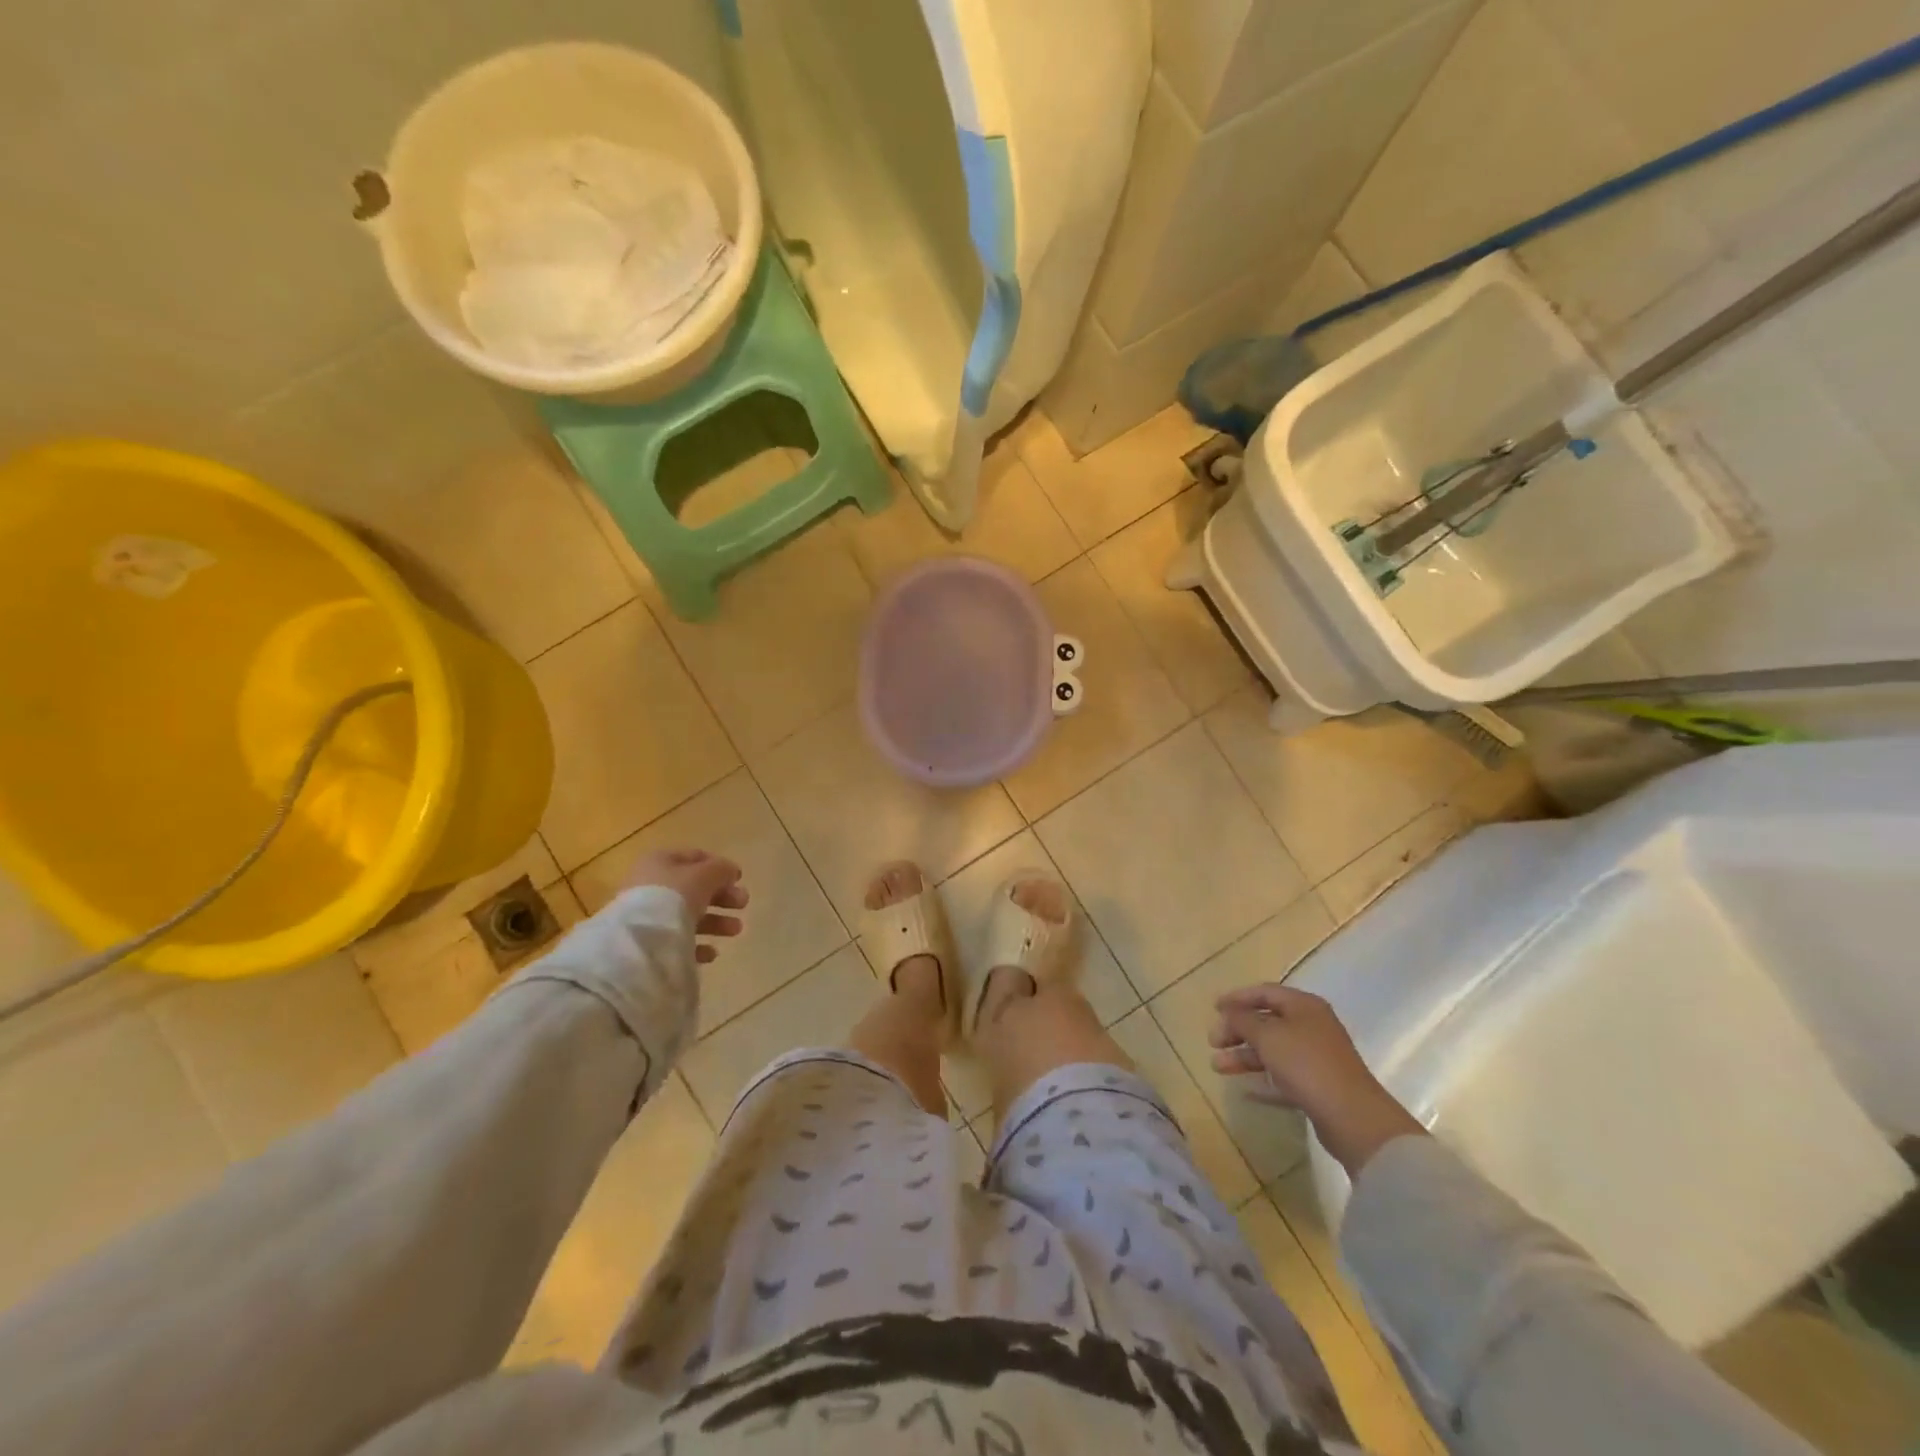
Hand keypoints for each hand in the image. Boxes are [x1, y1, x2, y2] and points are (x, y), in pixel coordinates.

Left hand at [623, 849, 748, 963]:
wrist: (640, 940)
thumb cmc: (674, 896)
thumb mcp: (705, 875)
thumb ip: (721, 870)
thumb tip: (731, 871)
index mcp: (660, 861)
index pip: (694, 857)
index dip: (719, 865)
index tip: (739, 879)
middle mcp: (651, 886)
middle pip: (693, 888)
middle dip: (722, 896)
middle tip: (743, 904)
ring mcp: (648, 916)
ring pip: (688, 915)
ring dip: (716, 921)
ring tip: (736, 930)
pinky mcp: (648, 944)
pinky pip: (678, 941)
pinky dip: (698, 944)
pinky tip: (711, 952)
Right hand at [1210, 984, 1424, 1175]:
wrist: (1352, 1117)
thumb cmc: (1307, 1064)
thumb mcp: (1268, 1036)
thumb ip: (1243, 1020)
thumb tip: (1229, 1012)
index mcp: (1304, 1006)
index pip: (1265, 992)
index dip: (1237, 997)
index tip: (1213, 1008)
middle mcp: (1312, 1027)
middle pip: (1267, 1022)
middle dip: (1237, 1030)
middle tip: (1213, 1042)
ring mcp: (1317, 1058)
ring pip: (1273, 1051)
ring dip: (1244, 1056)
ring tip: (1217, 1067)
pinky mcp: (1318, 1087)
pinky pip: (1283, 1078)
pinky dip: (1263, 1081)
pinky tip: (1245, 1090)